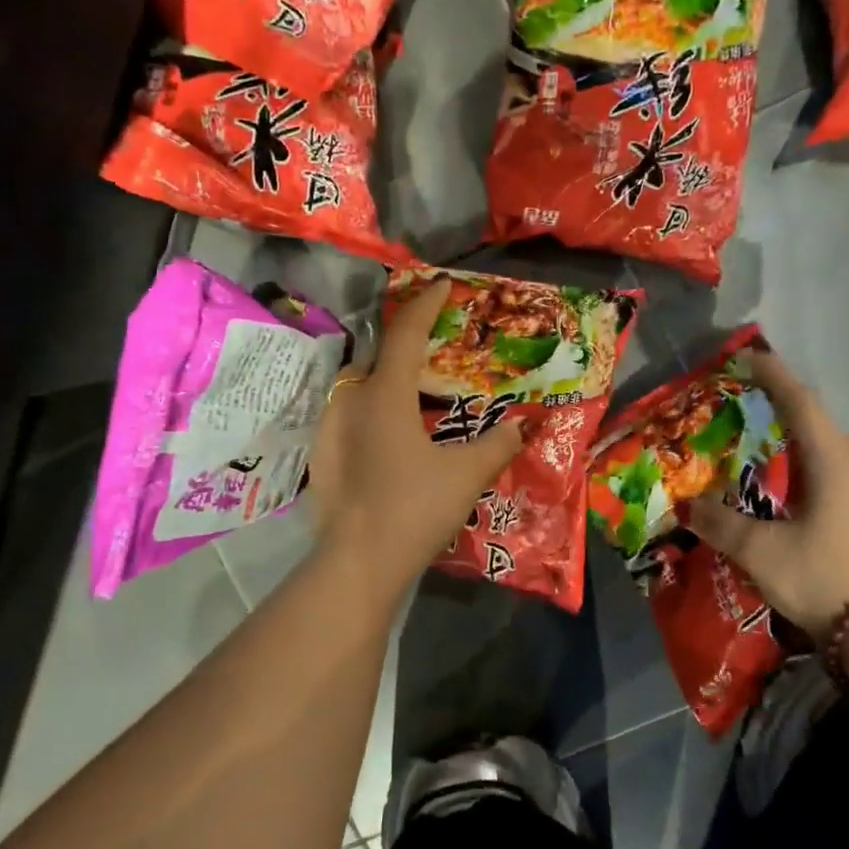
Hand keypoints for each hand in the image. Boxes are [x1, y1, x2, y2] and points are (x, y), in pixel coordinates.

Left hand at [310, 280, 523, 594]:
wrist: (357, 562)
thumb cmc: (414, 508)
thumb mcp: (466, 474)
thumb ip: (498, 444)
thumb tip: (525, 425)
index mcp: (385, 394)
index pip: (406, 332)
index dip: (427, 304)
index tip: (443, 285)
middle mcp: (351, 400)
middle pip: (381, 355)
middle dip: (409, 342)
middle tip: (439, 345)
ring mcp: (330, 428)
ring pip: (362, 386)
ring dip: (390, 379)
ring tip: (420, 391)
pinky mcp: (323, 454)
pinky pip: (352, 414)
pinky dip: (375, 409)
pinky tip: (393, 433)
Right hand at [686, 349, 848, 645]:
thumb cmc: (824, 579)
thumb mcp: (760, 553)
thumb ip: (720, 524)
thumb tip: (687, 506)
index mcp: (835, 460)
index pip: (800, 402)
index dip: (775, 376)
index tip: (754, 357)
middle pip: (824, 429)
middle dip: (791, 423)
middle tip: (759, 434)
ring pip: (847, 458)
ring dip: (815, 458)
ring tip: (787, 480)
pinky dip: (838, 484)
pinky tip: (825, 515)